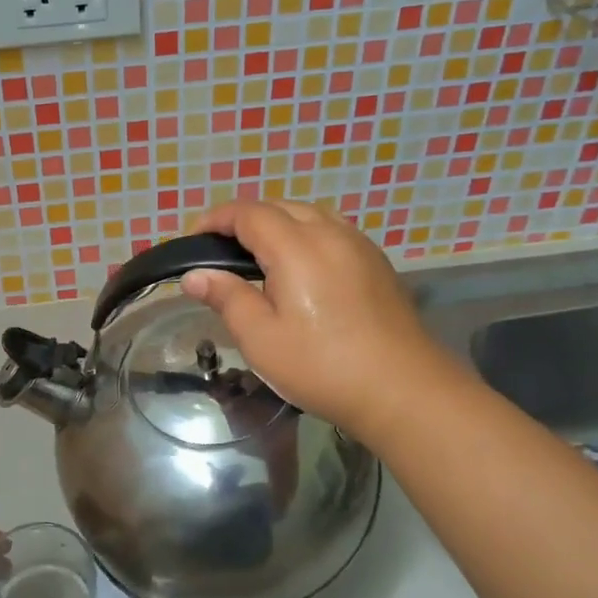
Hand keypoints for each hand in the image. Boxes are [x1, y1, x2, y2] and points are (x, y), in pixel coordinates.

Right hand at [180, 199, 449, 444]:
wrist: (404, 390)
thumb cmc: (323, 367)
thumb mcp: (261, 340)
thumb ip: (226, 298)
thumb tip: (194, 275)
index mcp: (296, 247)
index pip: (248, 213)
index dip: (215, 219)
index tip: (193, 239)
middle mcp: (329, 233)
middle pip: (278, 207)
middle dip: (243, 219)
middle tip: (220, 250)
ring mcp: (358, 245)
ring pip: (308, 215)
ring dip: (276, 224)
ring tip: (257, 255)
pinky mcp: (376, 261)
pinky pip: (331, 230)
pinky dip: (304, 234)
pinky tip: (300, 267)